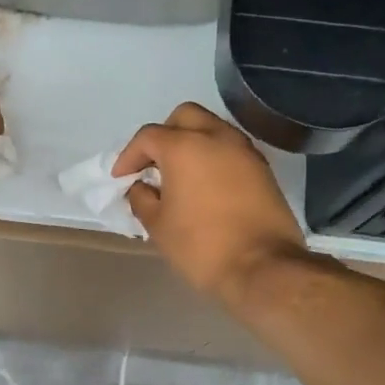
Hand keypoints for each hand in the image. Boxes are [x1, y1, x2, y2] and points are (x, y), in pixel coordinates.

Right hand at [114, 103, 306, 304]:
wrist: (263, 268)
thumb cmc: (201, 246)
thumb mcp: (158, 225)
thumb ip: (142, 198)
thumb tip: (141, 187)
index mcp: (185, 147)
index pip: (148, 137)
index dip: (129, 156)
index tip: (121, 178)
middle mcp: (217, 137)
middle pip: (184, 116)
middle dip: (164, 135)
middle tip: (153, 164)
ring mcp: (244, 151)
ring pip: (212, 128)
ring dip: (192, 142)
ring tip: (179, 174)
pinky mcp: (263, 169)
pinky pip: (231, 149)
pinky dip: (213, 157)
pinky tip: (205, 185)